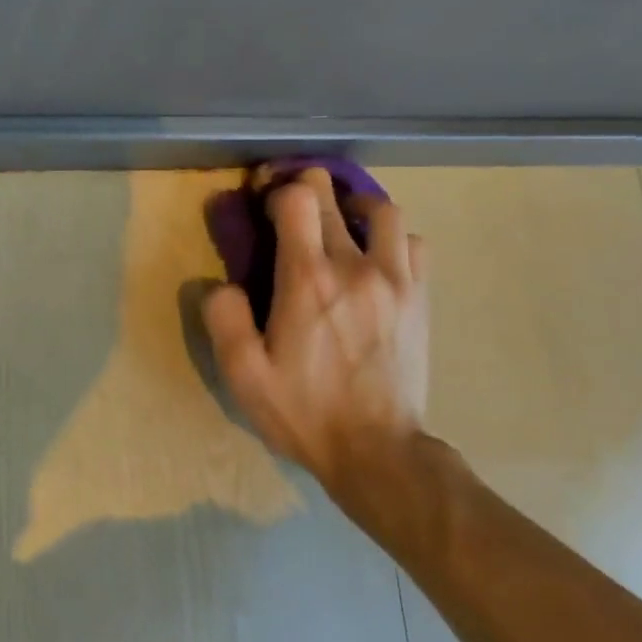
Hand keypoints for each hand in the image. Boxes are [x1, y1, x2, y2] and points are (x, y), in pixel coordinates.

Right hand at [204, 168, 429, 491]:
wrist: (378, 452)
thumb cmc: (304, 412)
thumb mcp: (244, 375)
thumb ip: (224, 319)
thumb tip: (221, 284)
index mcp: (307, 280)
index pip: (298, 198)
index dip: (276, 191)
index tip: (264, 206)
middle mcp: (355, 266)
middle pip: (334, 195)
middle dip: (307, 189)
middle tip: (291, 210)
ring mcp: (396, 279)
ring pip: (383, 210)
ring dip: (355, 208)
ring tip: (340, 227)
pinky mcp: (420, 298)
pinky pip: (414, 244)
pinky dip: (392, 240)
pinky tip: (375, 260)